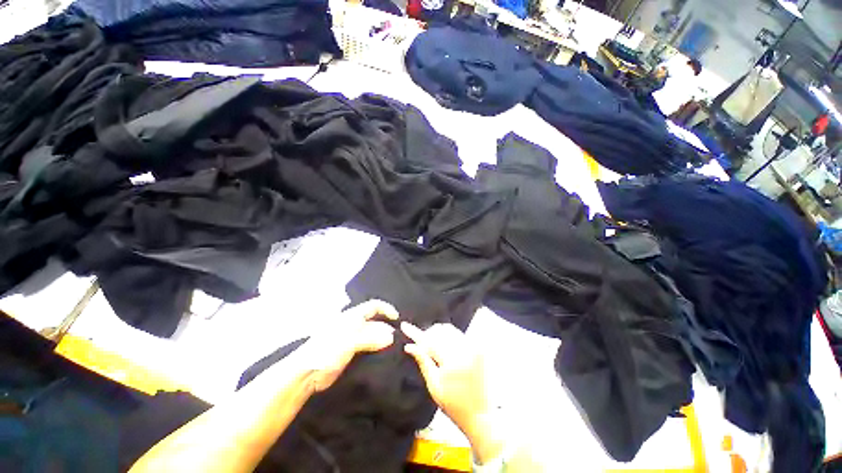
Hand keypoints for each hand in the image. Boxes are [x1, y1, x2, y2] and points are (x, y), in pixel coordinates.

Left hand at [301, 300, 397, 392]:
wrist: (306, 374)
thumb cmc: (327, 351)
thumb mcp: (350, 341)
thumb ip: (371, 338)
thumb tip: (392, 336)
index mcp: (352, 316)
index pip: (374, 306)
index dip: (386, 309)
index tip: (397, 318)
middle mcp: (354, 324)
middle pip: (375, 321)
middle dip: (387, 327)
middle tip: (399, 338)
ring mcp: (352, 339)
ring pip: (373, 335)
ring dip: (383, 339)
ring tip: (395, 347)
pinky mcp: (351, 352)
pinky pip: (369, 347)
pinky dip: (378, 349)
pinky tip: (384, 356)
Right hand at [401, 322, 489, 439]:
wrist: (481, 414)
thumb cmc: (454, 404)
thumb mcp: (434, 386)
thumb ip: (423, 362)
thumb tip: (409, 346)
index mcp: (452, 361)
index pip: (429, 341)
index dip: (415, 333)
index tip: (404, 325)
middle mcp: (465, 349)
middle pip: (439, 331)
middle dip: (427, 334)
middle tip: (421, 344)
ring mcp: (474, 347)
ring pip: (449, 329)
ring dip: (438, 334)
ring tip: (433, 346)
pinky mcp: (479, 347)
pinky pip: (459, 333)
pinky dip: (449, 336)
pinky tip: (445, 347)